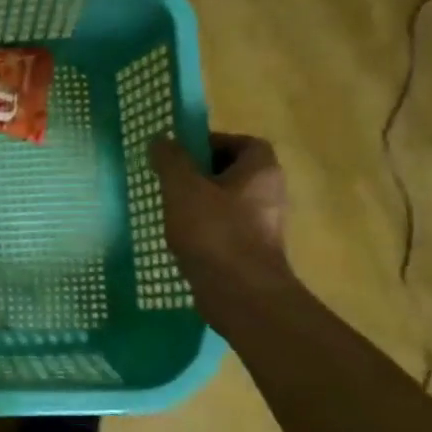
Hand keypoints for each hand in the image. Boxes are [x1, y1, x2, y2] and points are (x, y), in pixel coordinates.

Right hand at [150, 133, 293, 320]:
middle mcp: (270, 193)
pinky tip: (181, 238)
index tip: (182, 156)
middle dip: (201, 174)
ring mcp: (264, 224)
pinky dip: (205, 228)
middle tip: (170, 181)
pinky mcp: (252, 250)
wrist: (240, 293)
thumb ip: (171, 160)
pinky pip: (226, 228)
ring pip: (228, 202)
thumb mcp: (183, 189)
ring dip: (200, 203)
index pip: (243, 142)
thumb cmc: (214, 233)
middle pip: (234, 172)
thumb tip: (161, 138)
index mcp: (261, 171)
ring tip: (170, 210)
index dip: (213, 143)